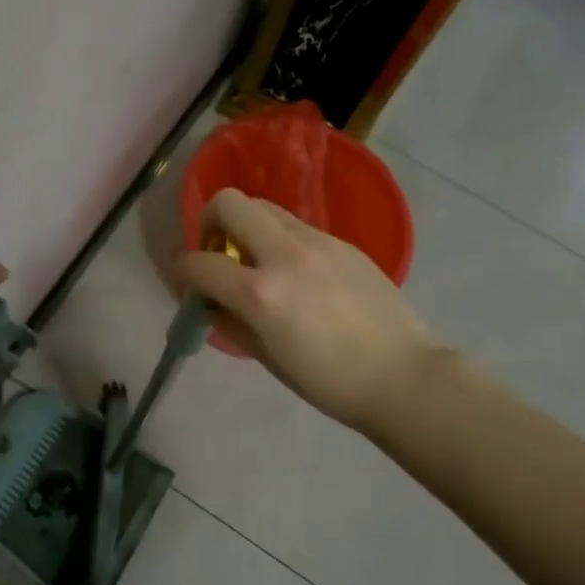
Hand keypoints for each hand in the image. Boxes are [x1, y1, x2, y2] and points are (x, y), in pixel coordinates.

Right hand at [175, 189, 438, 432]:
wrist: (403, 376)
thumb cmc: (330, 382)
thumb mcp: (267, 358)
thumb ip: (229, 322)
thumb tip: (208, 302)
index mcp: (262, 293)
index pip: (199, 263)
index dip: (181, 273)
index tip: (188, 286)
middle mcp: (285, 254)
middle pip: (229, 202)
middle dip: (210, 222)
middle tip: (219, 253)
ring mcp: (318, 241)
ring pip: (264, 207)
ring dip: (247, 226)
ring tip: (257, 261)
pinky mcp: (342, 242)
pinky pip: (296, 226)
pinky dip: (279, 240)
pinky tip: (296, 274)